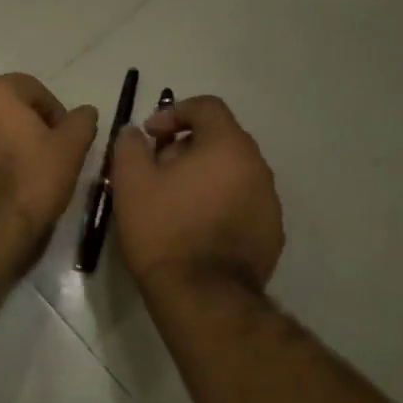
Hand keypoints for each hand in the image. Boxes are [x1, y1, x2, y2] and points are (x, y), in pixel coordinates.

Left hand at [0, 73, 98, 258]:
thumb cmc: (28, 182)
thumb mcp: (70, 151)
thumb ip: (81, 123)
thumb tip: (85, 112)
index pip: (35, 90)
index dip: (56, 115)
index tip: (66, 143)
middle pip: (6, 109)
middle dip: (28, 128)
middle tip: (48, 158)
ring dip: (4, 145)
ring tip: (23, 176)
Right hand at [110, 95, 282, 293]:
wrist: (202, 295)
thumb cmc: (164, 231)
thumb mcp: (131, 183)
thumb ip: (130, 146)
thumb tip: (136, 133)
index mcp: (228, 146)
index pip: (207, 107)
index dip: (174, 112)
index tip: (150, 136)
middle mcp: (258, 166)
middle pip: (222, 140)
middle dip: (187, 147)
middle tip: (158, 171)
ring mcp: (270, 201)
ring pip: (233, 173)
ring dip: (205, 177)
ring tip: (176, 203)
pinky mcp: (272, 232)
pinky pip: (243, 204)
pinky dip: (221, 204)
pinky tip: (198, 229)